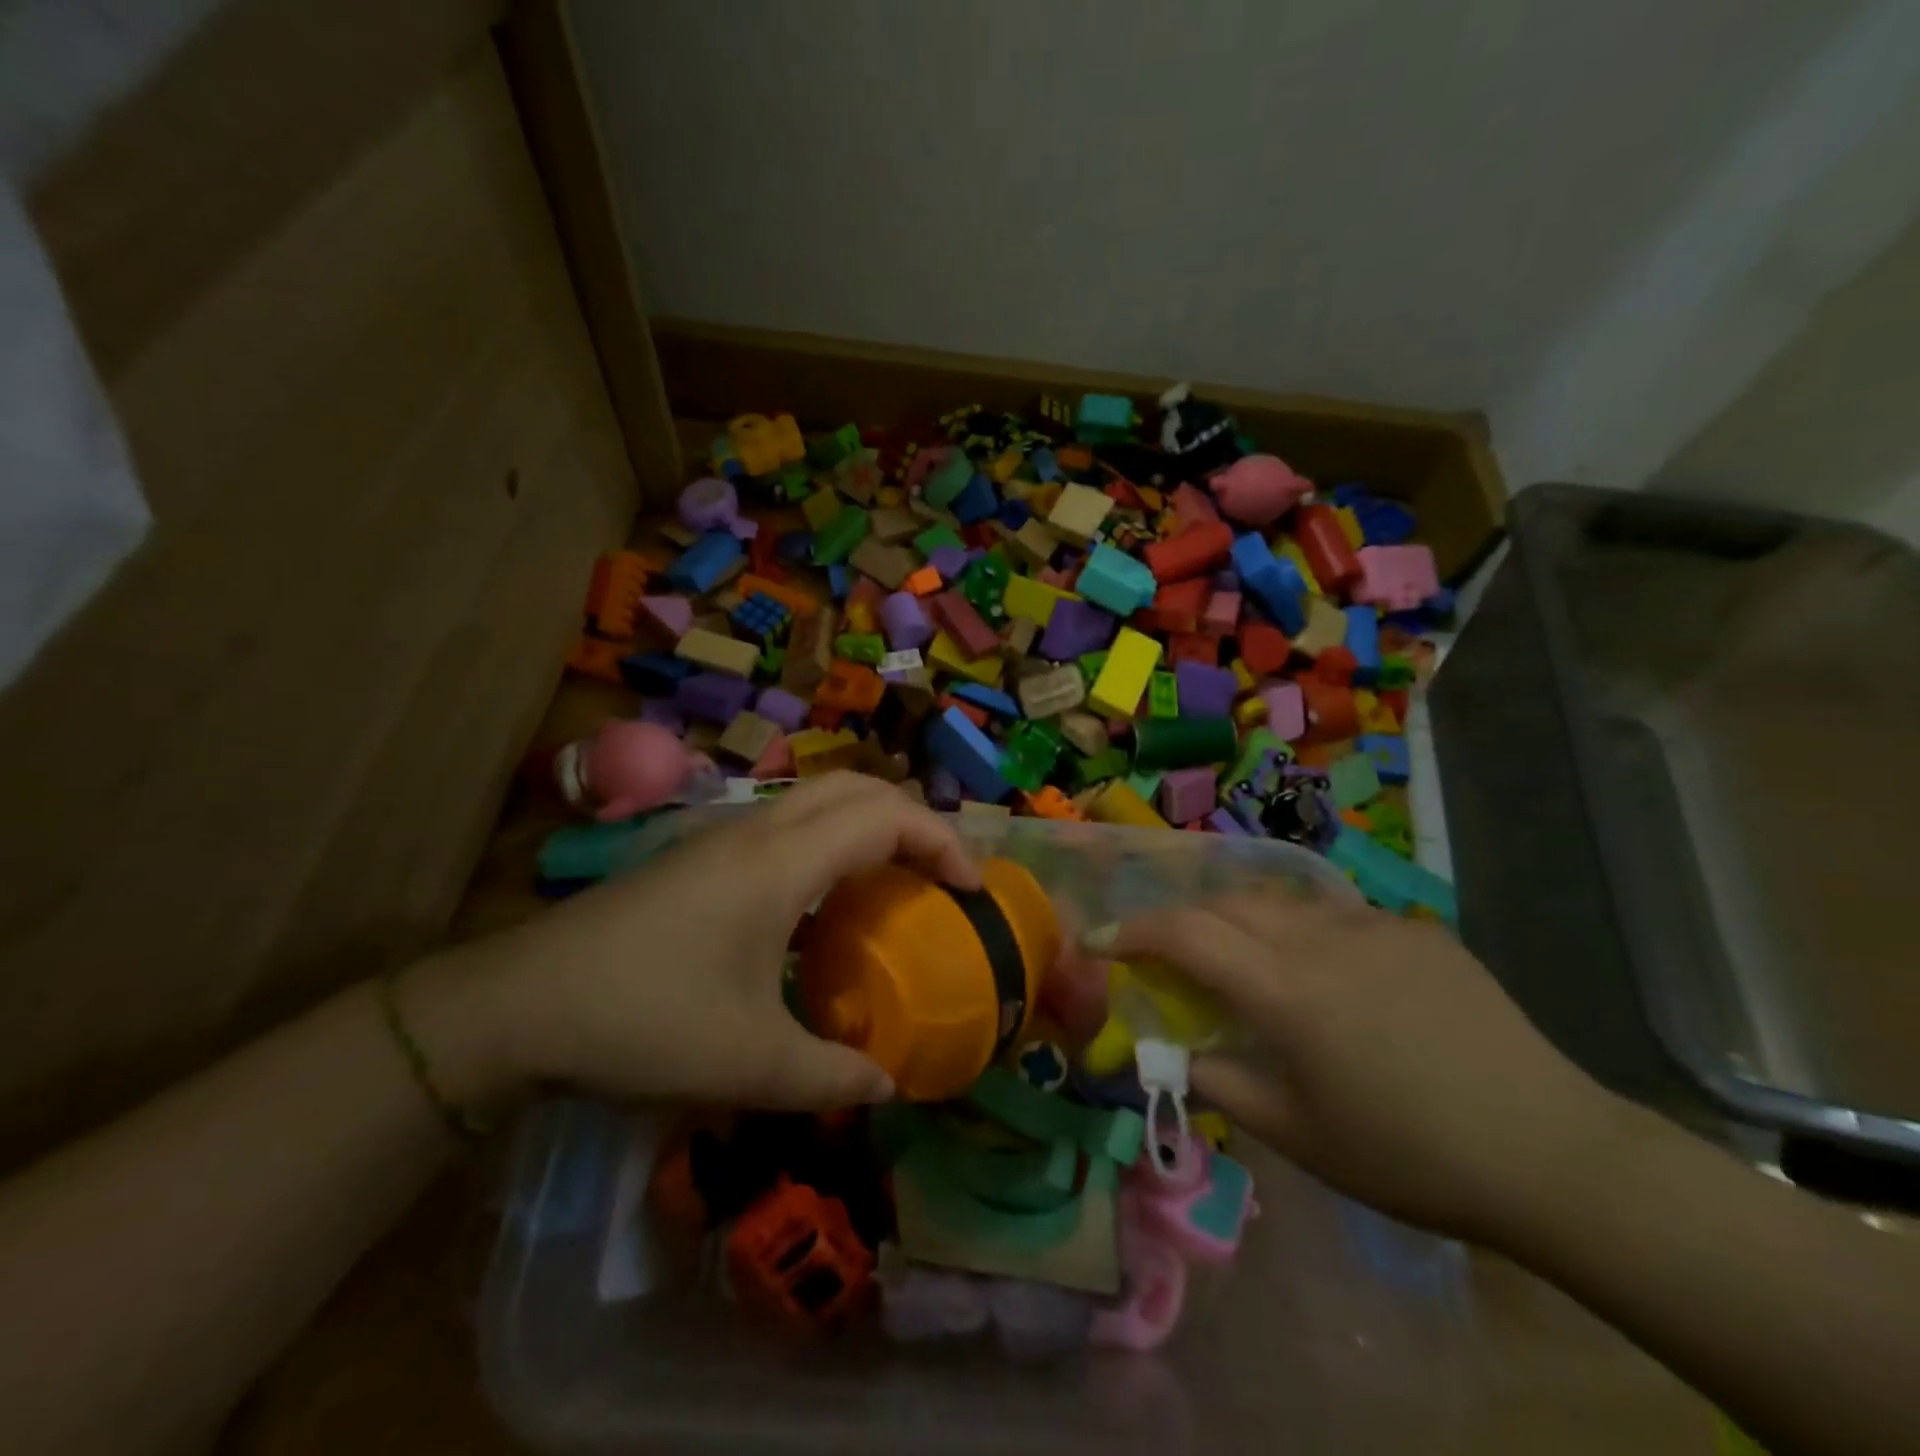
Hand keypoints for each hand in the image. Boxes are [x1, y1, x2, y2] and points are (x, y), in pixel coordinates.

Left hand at [408, 774, 979, 1113]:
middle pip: (857, 789)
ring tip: (895, 882)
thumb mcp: (748, 1063)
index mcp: (781, 863)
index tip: (971, 890)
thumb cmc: (641, 1022)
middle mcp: (757, 831)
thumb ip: (832, 1074)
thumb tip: (891, 1084)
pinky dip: (831, 839)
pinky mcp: (699, 854)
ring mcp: (723, 836)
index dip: (942, 842)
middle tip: (941, 878)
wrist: (516, 1005)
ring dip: (870, 824)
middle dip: (913, 820)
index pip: (885, 817)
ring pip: (818, 798)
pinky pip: (788, 823)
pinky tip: (823, 902)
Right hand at [1094, 893, 1629, 1241]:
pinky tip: (1332, 978)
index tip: (1099, 941)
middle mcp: (1319, 938)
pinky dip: (1305, 934)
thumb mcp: (1299, 1135)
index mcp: (1284, 990)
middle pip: (1226, 902)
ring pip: (1280, 901)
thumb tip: (1175, 1054)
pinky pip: (1338, 916)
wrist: (1551, 1152)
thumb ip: (1222, 1083)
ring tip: (1249, 965)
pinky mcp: (1415, 930)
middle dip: (1184, 920)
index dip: (1131, 932)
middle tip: (1172, 957)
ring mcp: (1372, 925)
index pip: (1183, 934)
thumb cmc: (1409, 1156)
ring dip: (1244, 923)